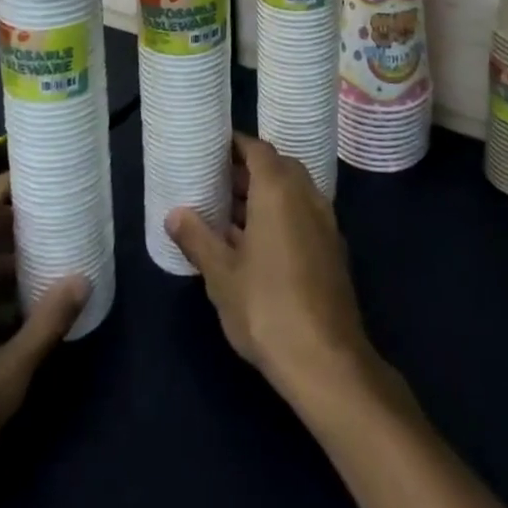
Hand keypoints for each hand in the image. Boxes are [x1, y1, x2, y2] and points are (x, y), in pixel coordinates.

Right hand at [165, 133, 374, 405]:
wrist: (326, 361)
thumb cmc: (266, 307)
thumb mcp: (221, 275)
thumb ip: (198, 239)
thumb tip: (174, 213)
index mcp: (279, 188)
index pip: (257, 149)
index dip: (235, 145)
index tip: (212, 149)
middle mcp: (306, 194)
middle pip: (276, 167)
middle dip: (247, 171)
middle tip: (215, 182)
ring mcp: (324, 221)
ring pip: (292, 192)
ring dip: (264, 195)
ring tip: (230, 213)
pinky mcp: (332, 248)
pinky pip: (303, 214)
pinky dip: (281, 215)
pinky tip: (258, 245)